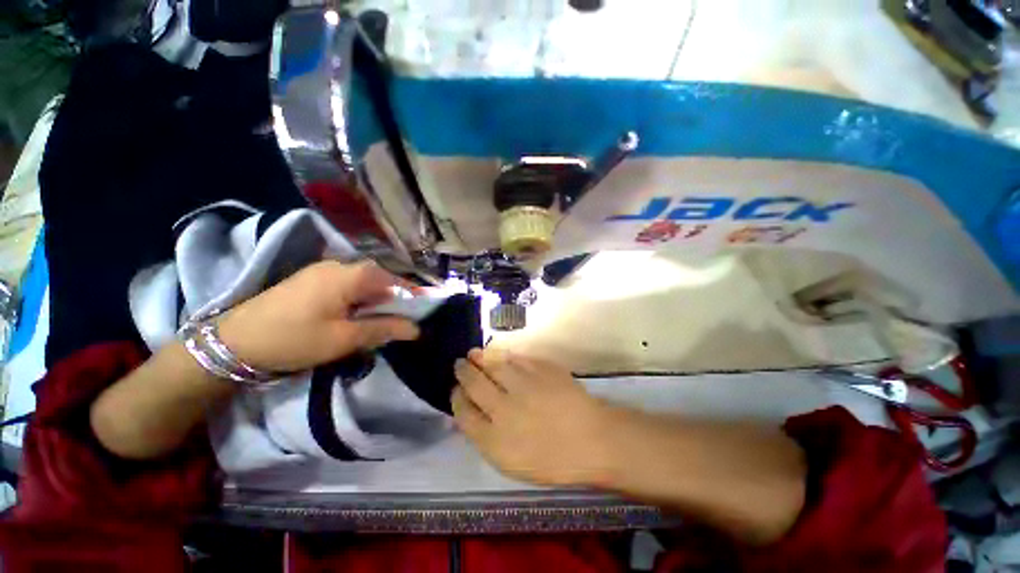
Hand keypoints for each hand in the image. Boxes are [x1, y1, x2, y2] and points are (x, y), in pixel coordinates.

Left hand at [217, 260, 419, 372]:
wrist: (233, 341)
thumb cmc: (294, 339)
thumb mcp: (344, 339)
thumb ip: (383, 329)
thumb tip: (416, 329)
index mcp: (350, 275)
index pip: (395, 282)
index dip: (412, 297)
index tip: (422, 314)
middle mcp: (340, 265)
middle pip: (380, 279)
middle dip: (394, 299)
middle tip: (401, 321)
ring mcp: (323, 270)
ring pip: (364, 281)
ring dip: (377, 299)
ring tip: (381, 320)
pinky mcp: (311, 279)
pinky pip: (347, 284)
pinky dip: (360, 298)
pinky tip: (356, 314)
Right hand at [452, 349, 612, 485]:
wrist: (592, 439)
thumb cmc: (553, 459)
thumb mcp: (512, 463)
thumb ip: (487, 438)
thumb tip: (471, 413)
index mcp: (494, 439)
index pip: (463, 412)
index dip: (456, 397)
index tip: (456, 390)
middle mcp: (504, 408)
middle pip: (473, 383)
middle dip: (463, 372)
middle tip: (459, 364)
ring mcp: (523, 385)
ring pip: (493, 365)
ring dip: (479, 357)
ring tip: (472, 354)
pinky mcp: (541, 369)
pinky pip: (515, 358)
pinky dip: (503, 355)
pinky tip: (499, 355)